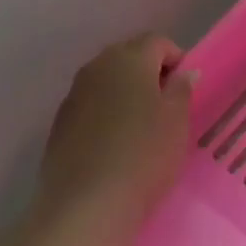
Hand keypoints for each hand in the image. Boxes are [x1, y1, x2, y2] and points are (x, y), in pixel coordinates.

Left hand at [34, 34, 196, 241]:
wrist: (87, 203)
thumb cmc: (144, 154)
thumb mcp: (177, 121)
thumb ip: (181, 90)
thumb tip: (183, 73)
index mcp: (129, 59)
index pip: (157, 42)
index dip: (176, 59)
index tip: (186, 88)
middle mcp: (96, 67)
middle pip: (128, 57)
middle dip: (149, 73)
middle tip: (167, 106)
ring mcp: (73, 95)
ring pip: (107, 82)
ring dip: (125, 94)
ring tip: (143, 127)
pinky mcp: (59, 124)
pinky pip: (90, 107)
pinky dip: (106, 115)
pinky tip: (116, 145)